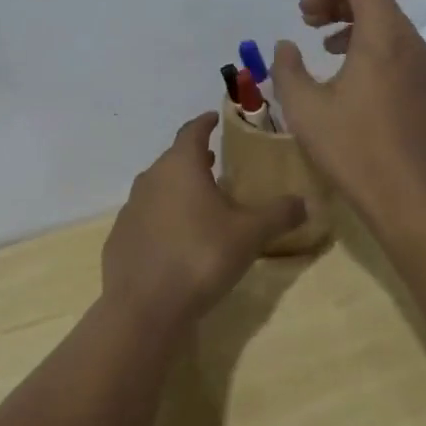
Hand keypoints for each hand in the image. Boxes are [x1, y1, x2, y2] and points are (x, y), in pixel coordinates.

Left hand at [102, 113, 305, 328]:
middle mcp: (151, 179)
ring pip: (157, 188)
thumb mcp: (249, 235)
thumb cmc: (200, 256)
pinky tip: (176, 239)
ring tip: (199, 201)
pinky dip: (162, 219)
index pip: (191, 131)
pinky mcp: (120, 239)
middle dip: (193, 158)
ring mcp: (130, 210)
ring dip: (177, 189)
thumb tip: (305, 202)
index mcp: (180, 166)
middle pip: (173, 159)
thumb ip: (278, 214)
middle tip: (213, 161)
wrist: (143, 307)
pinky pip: (146, 218)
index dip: (204, 123)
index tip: (213, 118)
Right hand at [271, 0, 425, 239]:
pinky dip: (374, 50)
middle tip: (309, 24)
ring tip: (327, 51)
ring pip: (391, 27)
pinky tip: (353, 84)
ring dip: (356, 27)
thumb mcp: (305, 109)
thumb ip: (287, 70)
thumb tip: (286, 47)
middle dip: (339, 3)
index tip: (304, 16)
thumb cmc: (355, 150)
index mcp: (384, 37)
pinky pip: (401, 52)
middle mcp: (412, 44)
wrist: (415, 201)